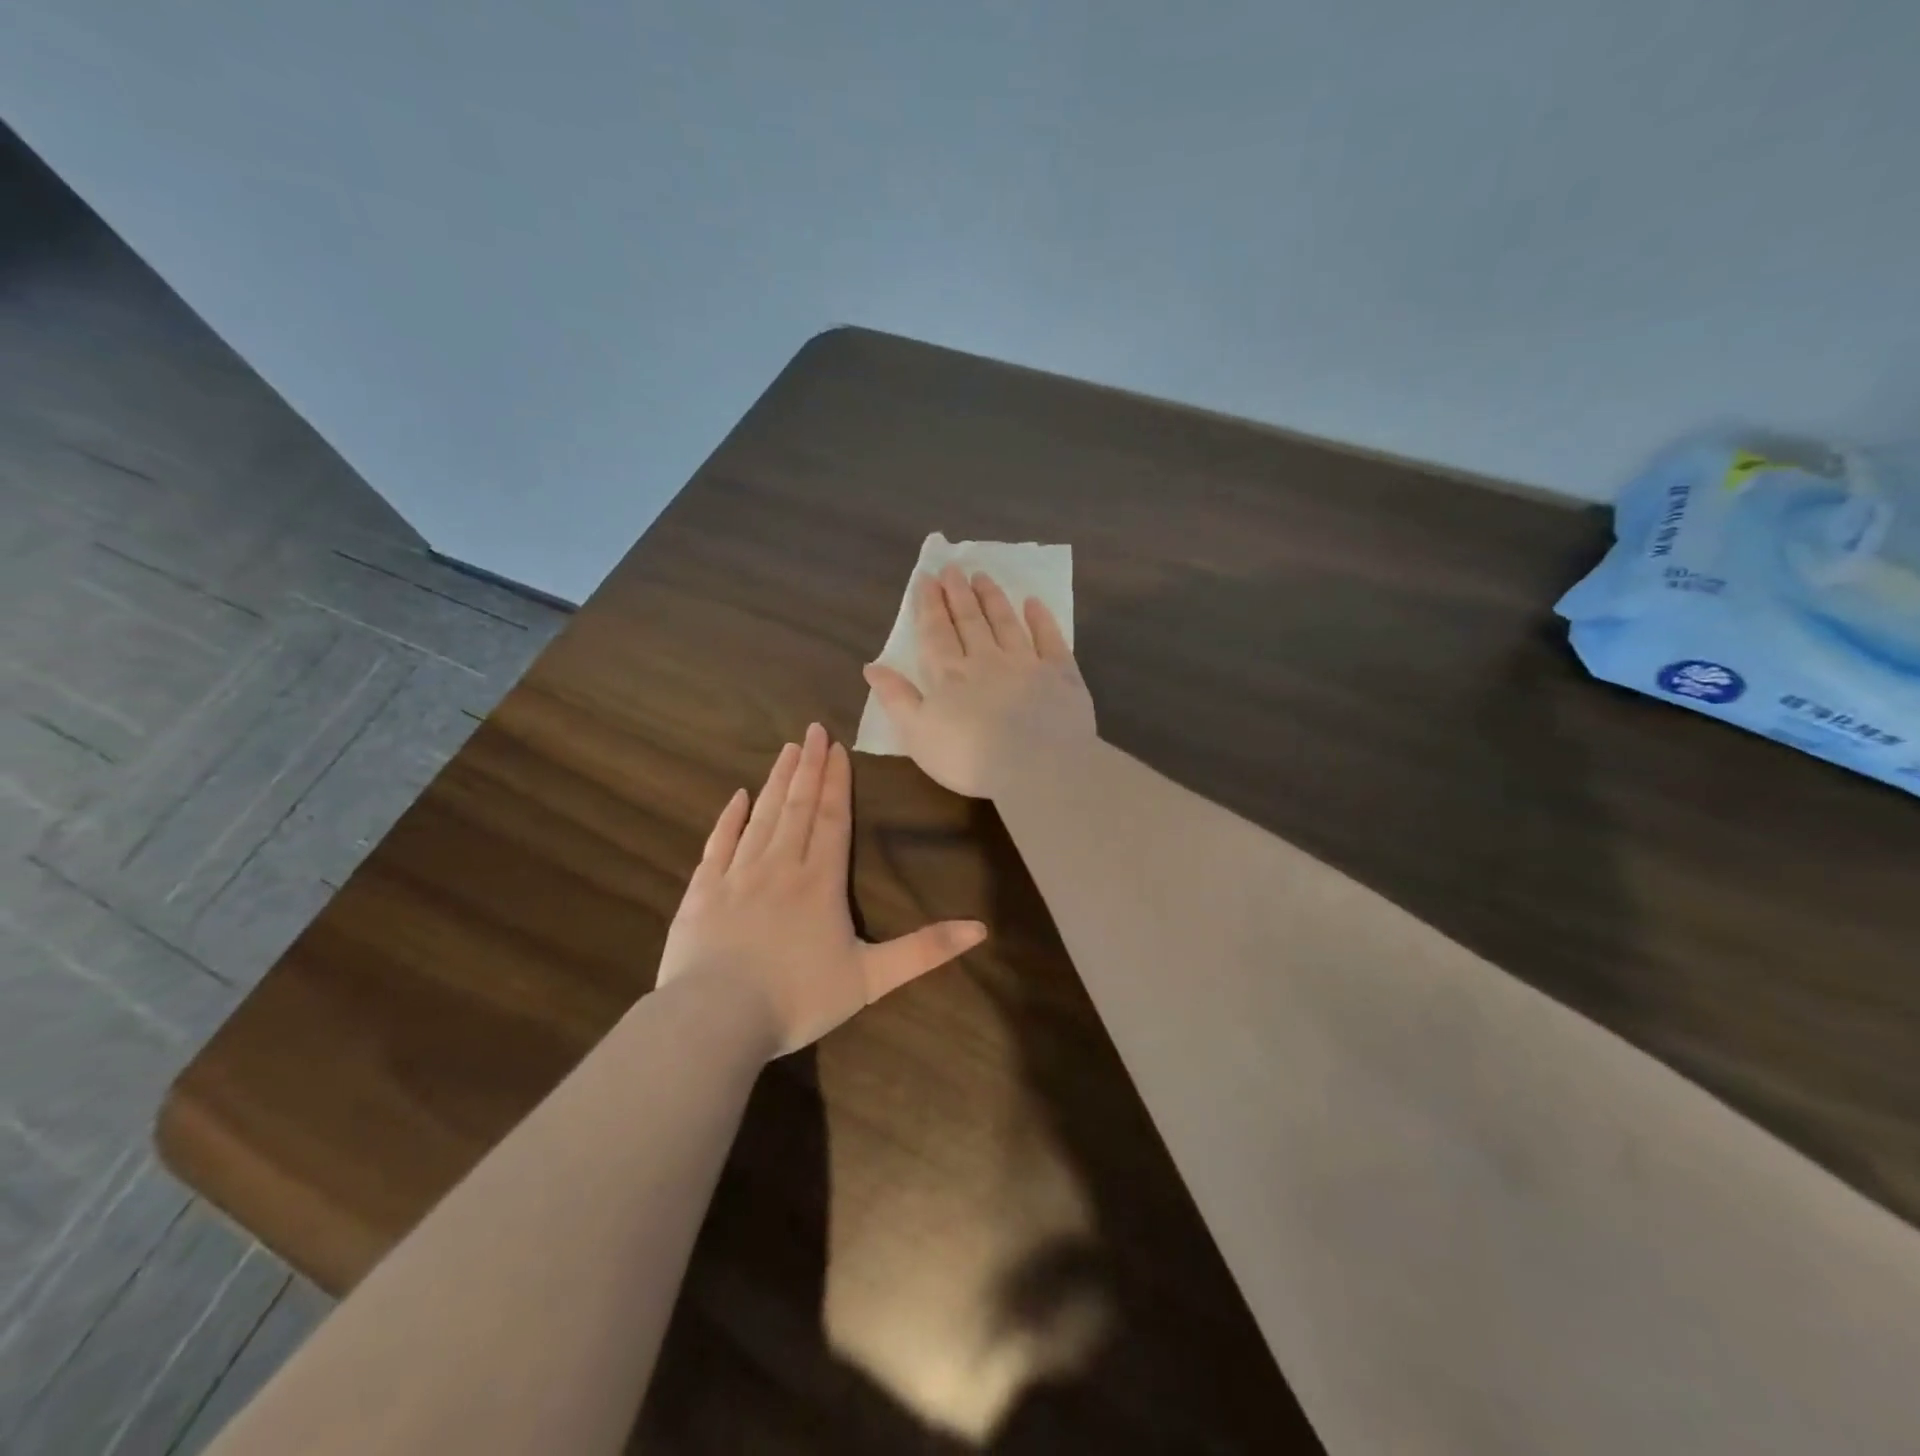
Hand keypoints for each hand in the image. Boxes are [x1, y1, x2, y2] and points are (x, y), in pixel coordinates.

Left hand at [656, 723, 986, 1055]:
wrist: (716, 1020)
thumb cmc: (798, 999)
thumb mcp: (871, 979)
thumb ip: (924, 951)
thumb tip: (981, 928)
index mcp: (820, 882)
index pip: (833, 820)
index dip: (837, 783)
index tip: (838, 748)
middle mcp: (780, 866)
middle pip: (798, 807)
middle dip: (809, 767)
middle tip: (813, 730)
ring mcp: (737, 875)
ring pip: (762, 816)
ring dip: (776, 781)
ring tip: (786, 750)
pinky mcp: (702, 891)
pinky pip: (718, 843)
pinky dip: (729, 818)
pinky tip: (738, 796)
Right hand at [862, 565, 1096, 798]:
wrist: (1035, 765)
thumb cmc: (968, 758)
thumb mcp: (917, 734)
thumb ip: (896, 698)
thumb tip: (872, 666)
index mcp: (949, 675)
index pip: (936, 633)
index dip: (930, 605)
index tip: (927, 578)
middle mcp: (986, 659)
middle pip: (969, 621)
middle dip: (958, 594)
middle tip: (952, 568)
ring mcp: (1025, 663)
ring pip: (1006, 622)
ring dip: (992, 598)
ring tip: (982, 576)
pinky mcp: (1060, 674)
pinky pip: (1049, 639)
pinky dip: (1040, 619)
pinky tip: (1033, 602)